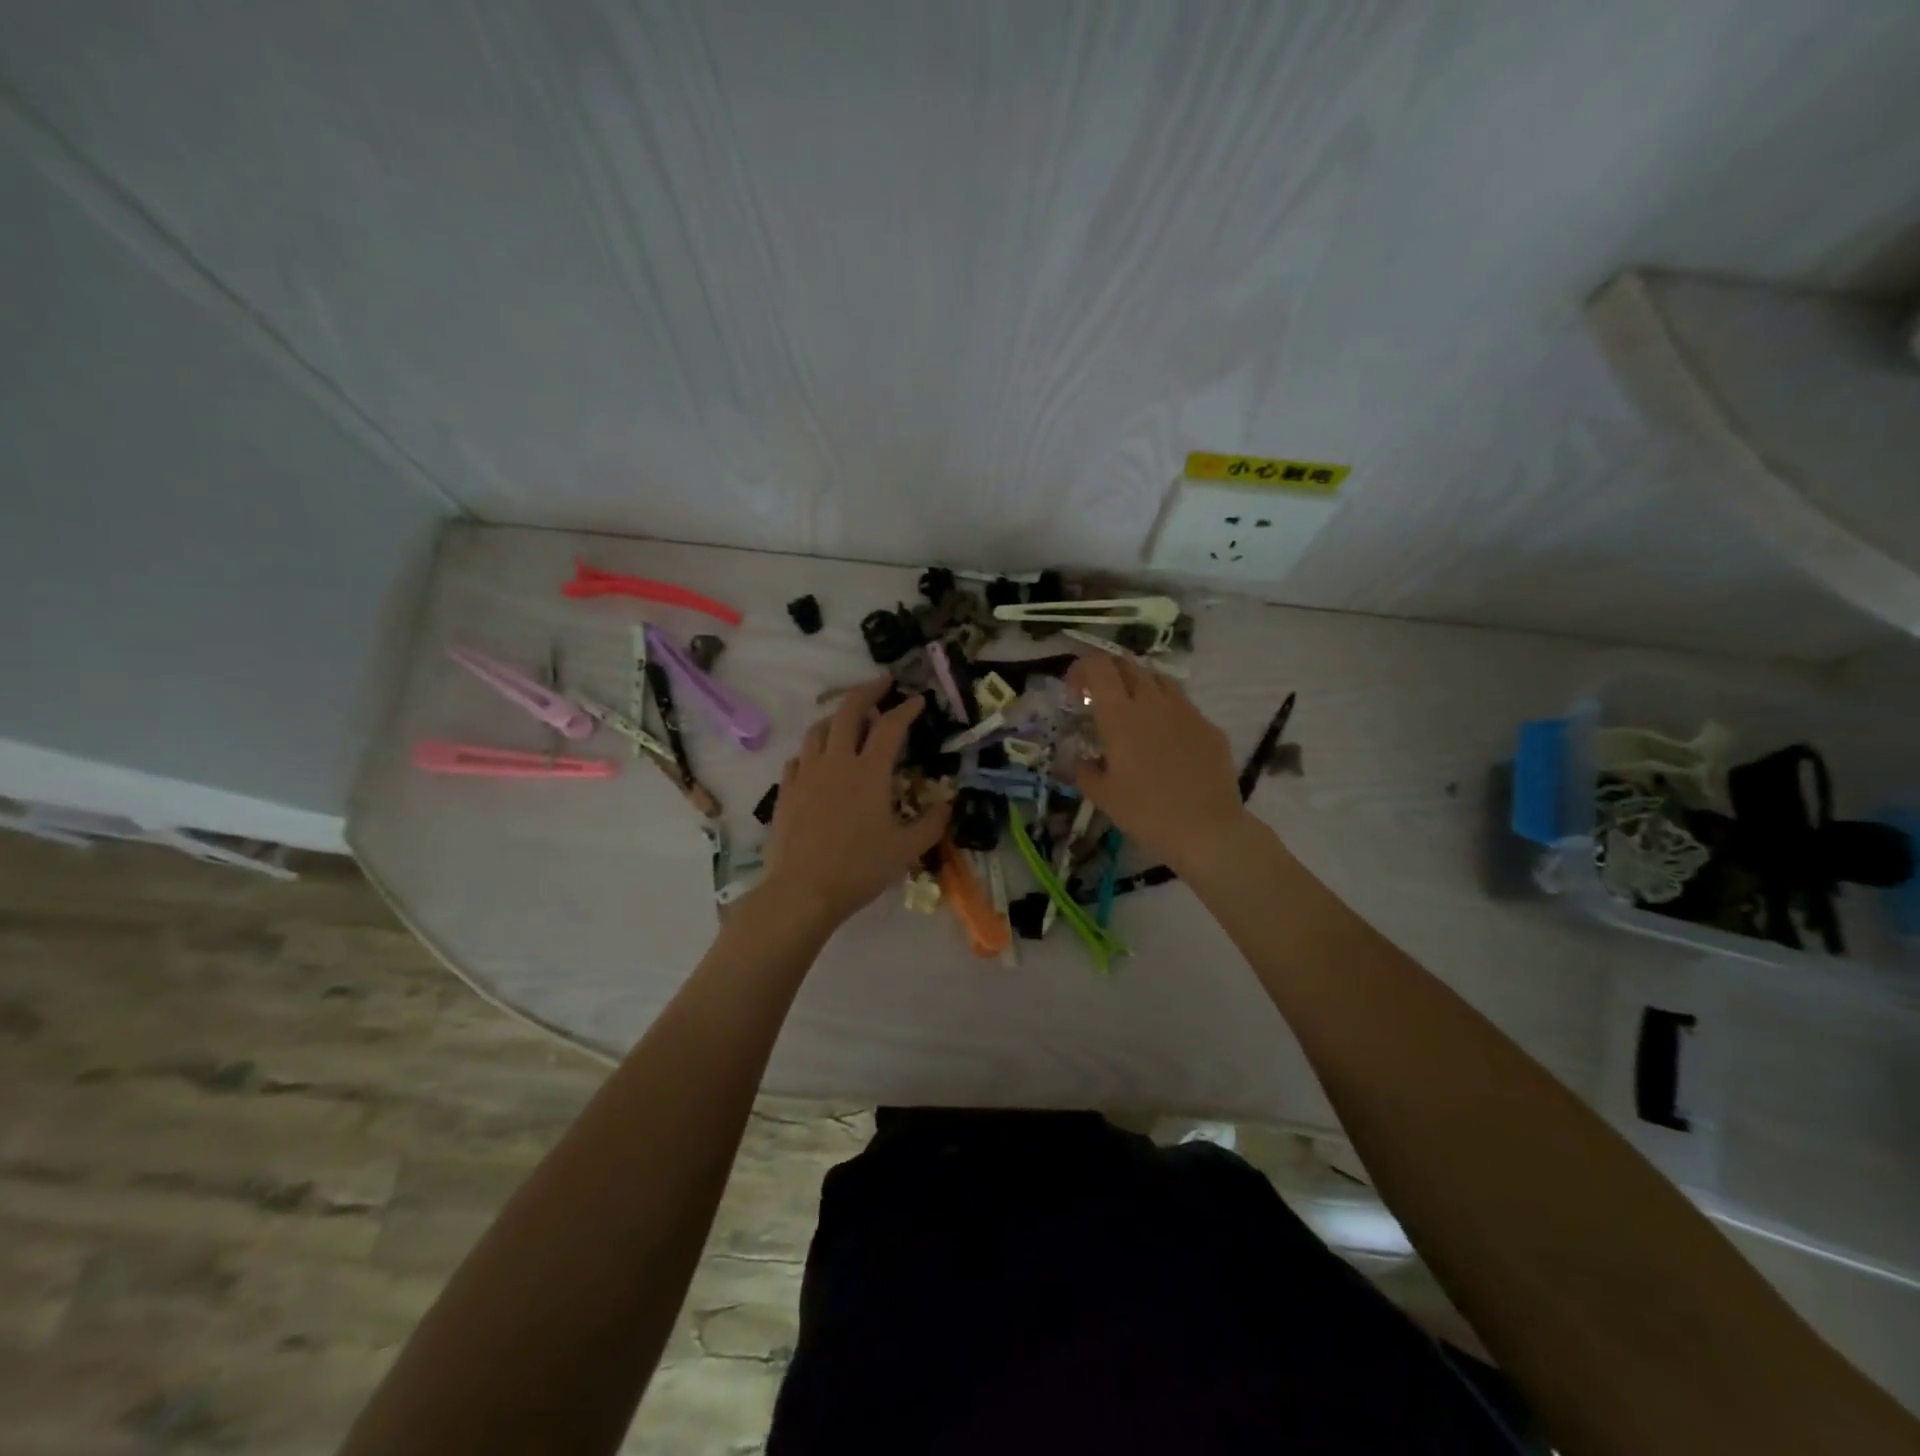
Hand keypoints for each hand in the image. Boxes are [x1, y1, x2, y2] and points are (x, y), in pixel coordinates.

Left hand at [756, 679, 950, 928]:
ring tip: (848, 719)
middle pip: (848, 711)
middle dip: (867, 691)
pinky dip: (813, 750)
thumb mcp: (906, 850)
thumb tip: (947, 804)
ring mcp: (806, 774)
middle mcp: (836, 762)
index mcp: (869, 772)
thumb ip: (931, 824)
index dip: (906, 709)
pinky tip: (817, 760)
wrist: (802, 891)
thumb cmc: (859, 868)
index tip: (917, 700)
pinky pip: (799, 757)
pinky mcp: (786, 791)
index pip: (890, 726)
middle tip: (882, 683)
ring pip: (818, 729)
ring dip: (836, 717)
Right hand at [1066, 654, 1246, 872]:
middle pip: (1128, 664)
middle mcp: (1153, 702)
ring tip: (1133, 713)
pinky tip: (1165, 740)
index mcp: (1120, 715)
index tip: (1075, 693)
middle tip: (1099, 699)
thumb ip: (1084, 771)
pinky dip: (1165, 710)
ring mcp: (1185, 710)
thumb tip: (1083, 761)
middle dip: (1108, 673)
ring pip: (1158, 679)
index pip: (1098, 666)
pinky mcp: (1209, 725)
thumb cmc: (1146, 812)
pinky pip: (1182, 704)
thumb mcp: (1102, 796)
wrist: (1207, 829)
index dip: (1082, 669)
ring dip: (1139, 686)